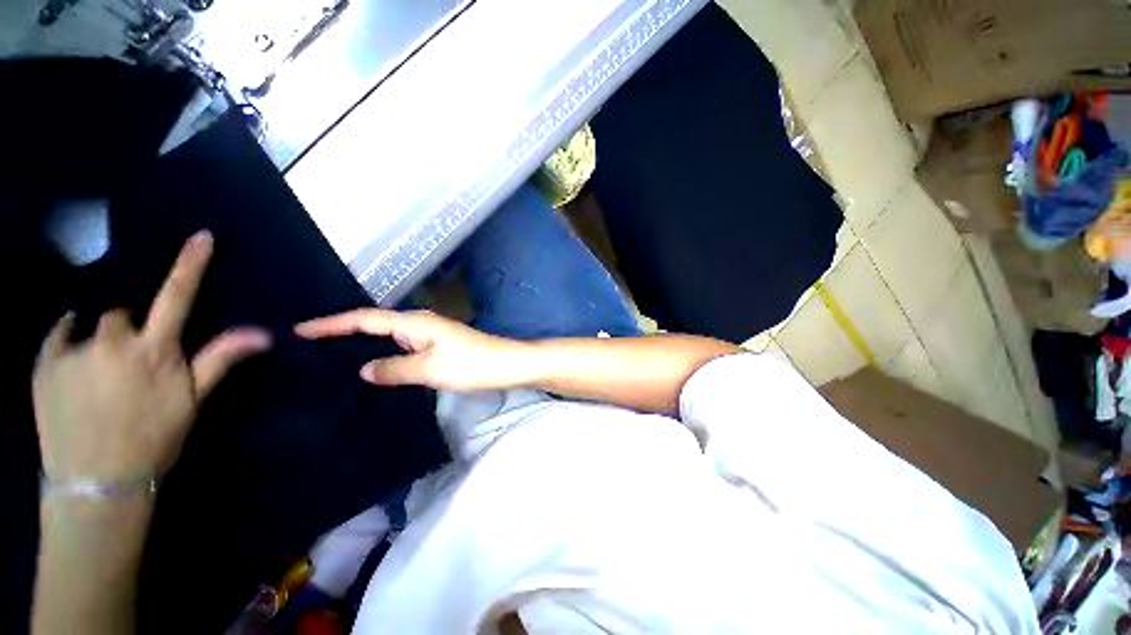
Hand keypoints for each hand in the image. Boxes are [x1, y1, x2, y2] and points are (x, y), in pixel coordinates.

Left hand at [32, 231, 271, 481]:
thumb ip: (220, 359)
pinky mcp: (45, 364)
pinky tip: (74, 363)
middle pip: (122, 314)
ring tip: (100, 378)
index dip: (190, 265)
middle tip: (132, 366)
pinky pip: (59, 334)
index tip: (201, 236)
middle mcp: (114, 342)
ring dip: (101, 342)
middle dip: (130, 330)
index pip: (178, 296)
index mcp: (155, 351)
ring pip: (92, 327)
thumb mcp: (193, 400)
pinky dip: (67, 340)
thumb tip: (262, 333)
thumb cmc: (153, 439)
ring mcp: (75, 351)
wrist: (97, 482)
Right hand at [296, 309, 528, 391]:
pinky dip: (384, 354)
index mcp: (414, 323)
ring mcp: (429, 336)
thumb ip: (394, 368)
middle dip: (343, 333)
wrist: (507, 365)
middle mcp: (419, 324)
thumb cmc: (471, 364)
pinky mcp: (437, 348)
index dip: (332, 323)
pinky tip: (374, 367)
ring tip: (331, 359)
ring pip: (388, 338)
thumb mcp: (429, 369)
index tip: (299, 329)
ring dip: (363, 345)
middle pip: (374, 324)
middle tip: (309, 347)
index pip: (365, 319)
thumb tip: (364, 369)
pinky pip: (402, 348)